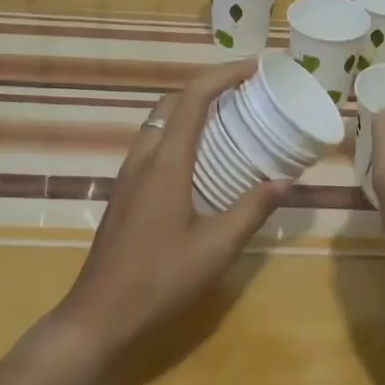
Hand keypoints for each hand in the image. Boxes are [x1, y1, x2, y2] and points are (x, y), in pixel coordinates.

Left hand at [51, 60, 284, 353]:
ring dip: (191, 108)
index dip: (224, 74)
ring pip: (160, 121)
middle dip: (209, 86)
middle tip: (244, 91)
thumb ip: (251, 209)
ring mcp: (130, 174)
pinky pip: (154, 142)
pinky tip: (200, 159)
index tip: (255, 69)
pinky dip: (180, 131)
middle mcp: (145, 157)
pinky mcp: (125, 191)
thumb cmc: (159, 279)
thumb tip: (285, 181)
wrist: (99, 315)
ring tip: (227, 118)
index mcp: (167, 161)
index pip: (194, 97)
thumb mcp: (216, 247)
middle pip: (174, 101)